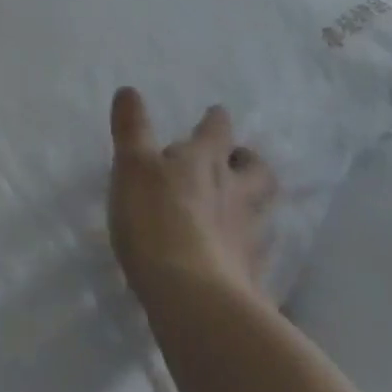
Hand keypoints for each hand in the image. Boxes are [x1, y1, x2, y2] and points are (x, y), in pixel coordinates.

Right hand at [107, 88, 277, 305]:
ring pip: (262, 212)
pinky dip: (245, 251)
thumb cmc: (157, 220)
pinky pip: (255, 256)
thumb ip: (132, 129)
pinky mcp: (252, 280)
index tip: (214, 115)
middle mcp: (236, 193)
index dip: (216, 121)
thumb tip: (129, 90)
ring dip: (251, 205)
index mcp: (207, 160)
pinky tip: (231, 259)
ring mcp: (249, 238)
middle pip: (257, 170)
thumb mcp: (132, 166)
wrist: (195, 301)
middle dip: (247, 161)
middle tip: (234, 162)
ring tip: (234, 211)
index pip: (218, 129)